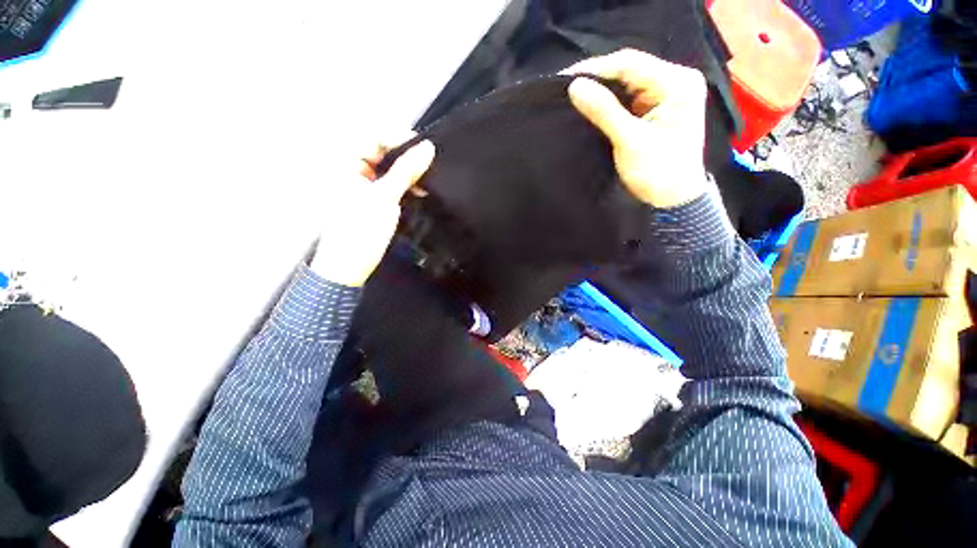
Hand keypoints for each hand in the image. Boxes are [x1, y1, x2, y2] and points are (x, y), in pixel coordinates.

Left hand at [310, 139, 434, 286]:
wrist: (349, 266)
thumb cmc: (361, 230)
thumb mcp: (385, 197)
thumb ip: (406, 170)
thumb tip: (428, 147)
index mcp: (344, 161)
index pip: (373, 135)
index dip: (399, 138)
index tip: (424, 149)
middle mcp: (350, 167)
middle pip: (381, 149)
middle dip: (406, 156)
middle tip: (428, 165)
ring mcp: (361, 182)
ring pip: (388, 166)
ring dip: (407, 172)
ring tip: (426, 180)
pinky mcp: (371, 196)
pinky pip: (389, 181)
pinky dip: (404, 184)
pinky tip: (418, 191)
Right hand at [563, 49, 708, 207]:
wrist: (672, 199)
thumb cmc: (658, 171)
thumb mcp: (630, 141)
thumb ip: (604, 111)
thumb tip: (574, 86)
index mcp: (677, 83)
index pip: (630, 63)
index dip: (596, 68)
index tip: (566, 79)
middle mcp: (674, 81)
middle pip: (629, 71)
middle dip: (598, 79)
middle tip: (567, 89)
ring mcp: (665, 95)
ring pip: (626, 84)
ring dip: (601, 91)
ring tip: (575, 98)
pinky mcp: (655, 109)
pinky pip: (628, 99)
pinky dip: (609, 103)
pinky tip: (592, 106)